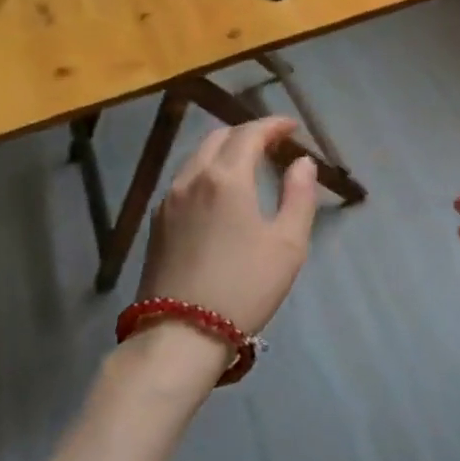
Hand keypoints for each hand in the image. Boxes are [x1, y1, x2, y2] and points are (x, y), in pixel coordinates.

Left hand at [136, 117, 318, 336]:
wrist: (179, 335)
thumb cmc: (244, 287)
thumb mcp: (287, 244)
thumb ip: (298, 196)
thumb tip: (302, 163)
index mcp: (226, 178)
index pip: (249, 133)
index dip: (272, 125)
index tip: (291, 126)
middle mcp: (192, 178)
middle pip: (219, 137)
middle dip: (247, 133)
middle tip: (272, 144)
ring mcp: (169, 200)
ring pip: (197, 157)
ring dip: (224, 150)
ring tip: (247, 164)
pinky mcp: (157, 223)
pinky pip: (185, 179)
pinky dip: (207, 171)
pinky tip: (219, 192)